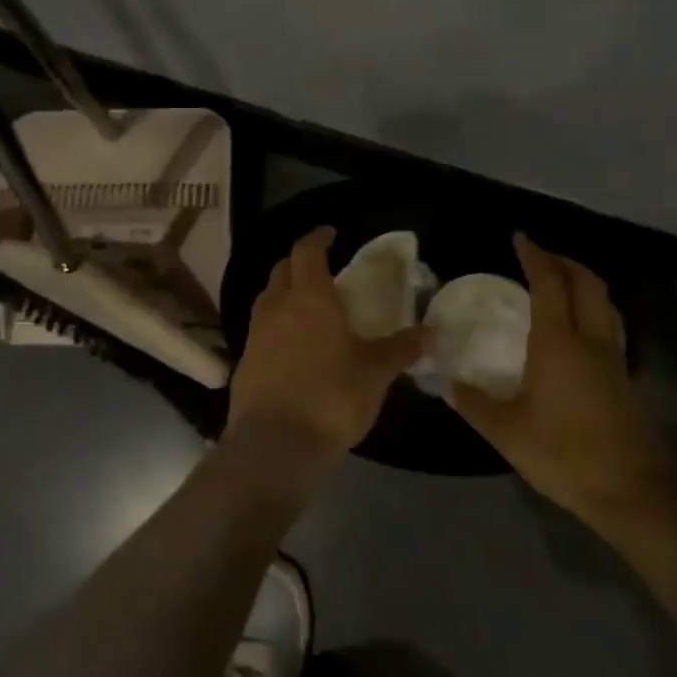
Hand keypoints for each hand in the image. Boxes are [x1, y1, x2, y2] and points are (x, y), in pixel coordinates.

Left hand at [228, 226, 425, 477]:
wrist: (274, 443)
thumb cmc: (330, 396)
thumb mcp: (374, 373)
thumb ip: (401, 349)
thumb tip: (432, 333)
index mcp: (309, 297)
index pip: (307, 251)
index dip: (318, 237)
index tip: (331, 232)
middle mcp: (277, 306)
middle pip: (282, 269)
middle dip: (300, 262)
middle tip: (322, 268)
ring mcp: (255, 333)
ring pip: (268, 298)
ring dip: (285, 292)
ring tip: (308, 305)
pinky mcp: (245, 360)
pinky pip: (261, 328)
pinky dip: (277, 324)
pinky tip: (293, 344)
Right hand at [452, 235, 676, 530]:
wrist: (632, 492)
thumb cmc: (565, 454)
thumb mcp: (507, 432)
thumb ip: (475, 404)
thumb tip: (448, 384)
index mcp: (559, 343)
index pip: (549, 284)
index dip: (535, 256)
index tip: (520, 238)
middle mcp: (590, 340)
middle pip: (586, 283)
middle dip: (564, 261)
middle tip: (539, 255)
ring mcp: (613, 358)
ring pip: (604, 301)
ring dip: (583, 281)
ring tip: (560, 282)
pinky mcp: (624, 377)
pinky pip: (609, 324)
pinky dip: (593, 307)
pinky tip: (578, 327)